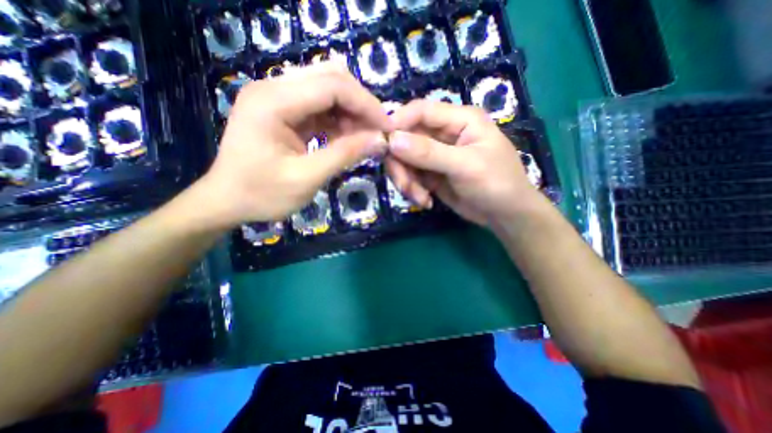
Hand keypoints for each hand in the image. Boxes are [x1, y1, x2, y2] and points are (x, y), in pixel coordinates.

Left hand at [190, 62, 392, 229]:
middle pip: (331, 79)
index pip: (333, 85)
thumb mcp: (307, 178)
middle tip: (376, 134)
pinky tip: (346, 140)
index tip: (387, 129)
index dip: (366, 104)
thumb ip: (345, 155)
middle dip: (360, 105)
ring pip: (328, 91)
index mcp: (274, 101)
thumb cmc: (261, 194)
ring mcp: (277, 98)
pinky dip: (338, 121)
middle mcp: (274, 88)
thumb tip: (381, 140)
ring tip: (363, 140)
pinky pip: (320, 107)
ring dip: (351, 114)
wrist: (226, 201)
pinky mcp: (283, 111)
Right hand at [386, 99, 548, 226]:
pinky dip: (413, 190)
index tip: (382, 144)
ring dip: (407, 181)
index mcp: (459, 120)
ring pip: (404, 160)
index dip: (398, 123)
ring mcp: (435, 155)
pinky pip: (410, 176)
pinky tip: (425, 201)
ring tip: (420, 199)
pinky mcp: (430, 174)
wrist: (504, 214)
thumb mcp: (465, 166)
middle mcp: (444, 134)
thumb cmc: (496, 183)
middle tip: (406, 187)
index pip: (420, 111)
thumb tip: (392, 140)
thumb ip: (429, 152)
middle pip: (406, 138)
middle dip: (401, 164)